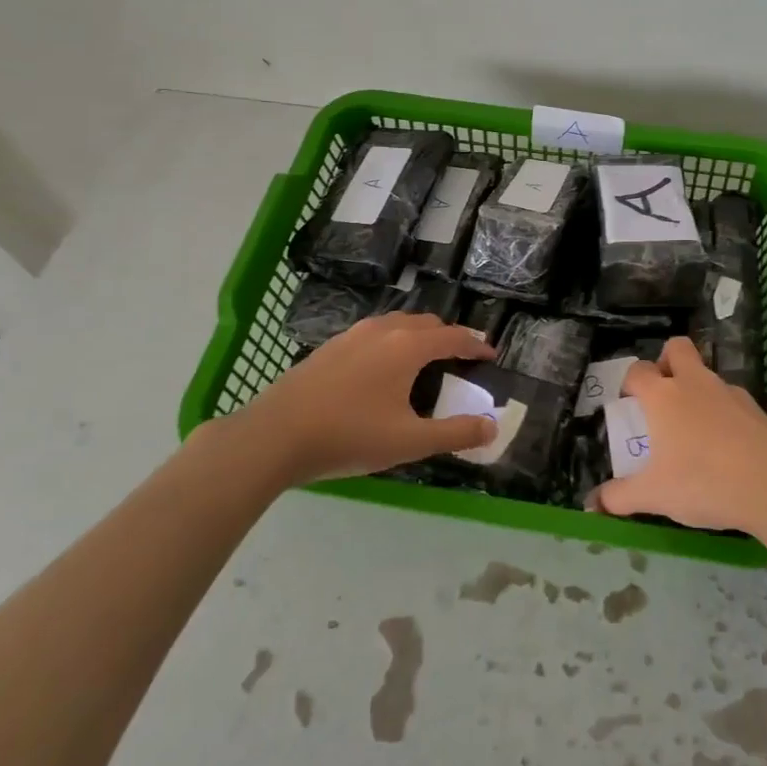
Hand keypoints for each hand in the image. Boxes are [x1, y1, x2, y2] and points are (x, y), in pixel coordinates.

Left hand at [224, 313, 497, 485]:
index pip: (453, 337)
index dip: (476, 344)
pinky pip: (374, 333)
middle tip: (460, 357)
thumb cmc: (349, 436)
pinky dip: (392, 341)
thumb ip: (455, 433)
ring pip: (397, 324)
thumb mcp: (409, 441)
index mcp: (408, 346)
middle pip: (426, 324)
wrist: (275, 435)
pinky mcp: (330, 346)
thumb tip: (492, 425)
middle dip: (448, 337)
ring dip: (418, 335)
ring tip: (424, 358)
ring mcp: (352, 335)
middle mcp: (383, 330)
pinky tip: (382, 368)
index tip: (491, 354)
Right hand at [595, 337, 766, 534]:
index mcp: (663, 396)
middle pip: (677, 348)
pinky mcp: (755, 408)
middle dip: (666, 361)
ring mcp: (728, 392)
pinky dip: (723, 412)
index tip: (629, 404)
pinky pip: (731, 399)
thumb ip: (620, 497)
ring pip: (706, 373)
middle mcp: (694, 383)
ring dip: (696, 389)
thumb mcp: (655, 496)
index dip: (629, 383)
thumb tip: (593, 503)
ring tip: (694, 429)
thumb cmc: (703, 482)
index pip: (638, 371)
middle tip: (662, 396)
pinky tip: (726, 446)